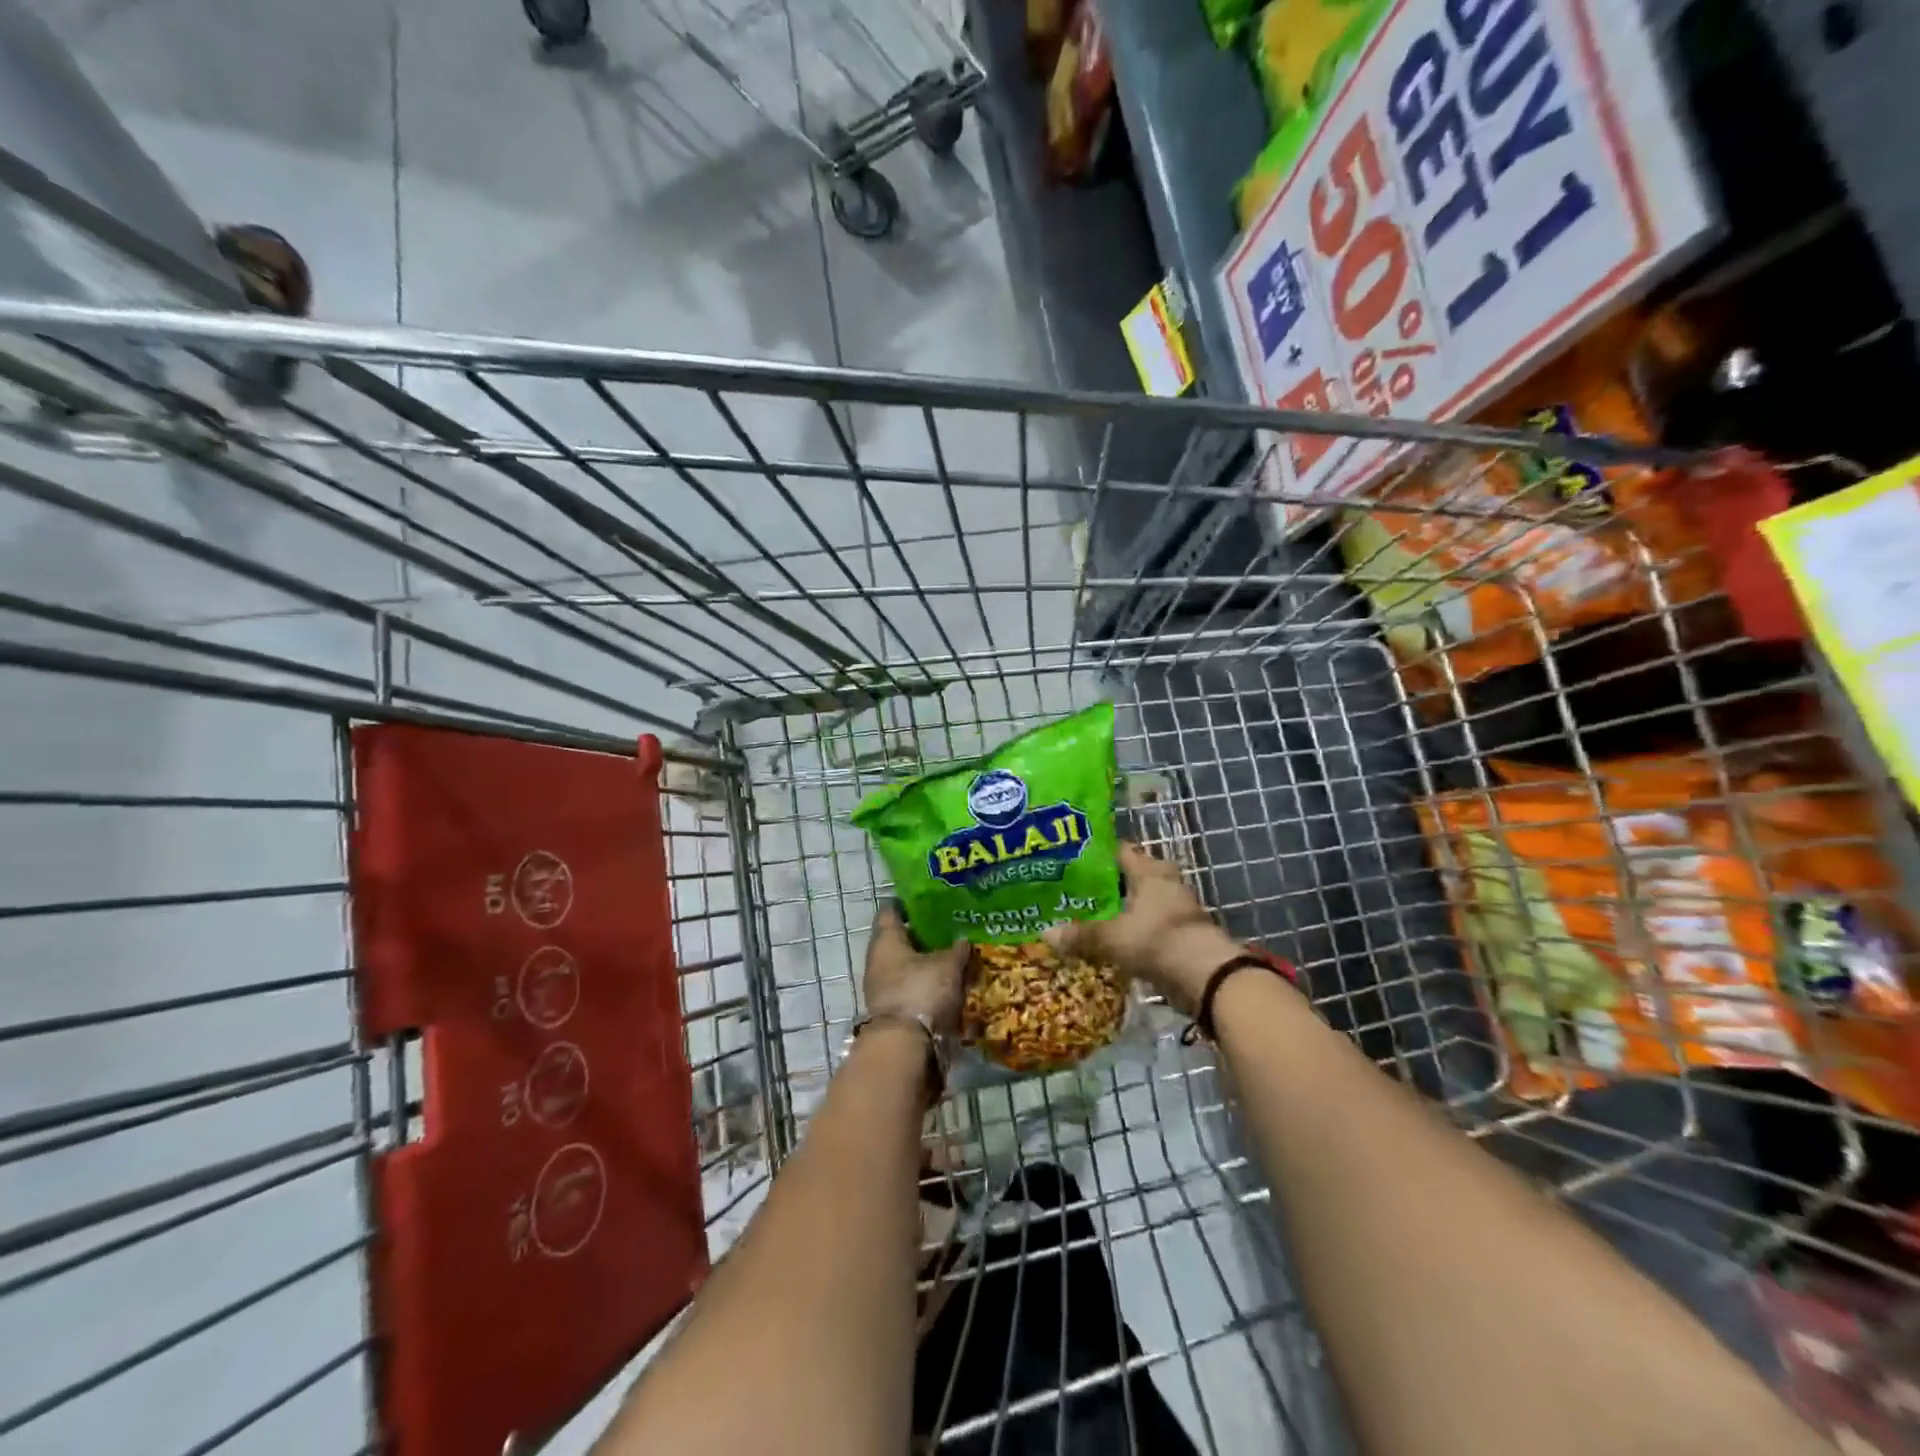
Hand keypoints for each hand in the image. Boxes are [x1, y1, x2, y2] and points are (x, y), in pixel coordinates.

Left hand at [862, 903, 970, 1035]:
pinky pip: (910, 987)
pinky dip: (926, 983)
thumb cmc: (921, 992)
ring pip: (905, 965)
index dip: (908, 903)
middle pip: (899, 939)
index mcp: (886, 940)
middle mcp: (878, 960)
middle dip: (922, 935)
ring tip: (953, 956)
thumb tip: (963, 940)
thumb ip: (957, 950)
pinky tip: (947, 983)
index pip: (891, 911)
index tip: (928, 899)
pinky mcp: (892, 1009)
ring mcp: (882, 987)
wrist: (904, 1047)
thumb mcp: (948, 966)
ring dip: (925, 961)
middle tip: (949, 928)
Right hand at [1046, 841, 1239, 1008]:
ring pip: (1142, 900)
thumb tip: (1045, 934)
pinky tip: (1113, 938)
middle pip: (1131, 875)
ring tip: (1090, 915)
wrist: (1207, 977)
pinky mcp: (1182, 932)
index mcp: (1149, 870)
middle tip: (1077, 890)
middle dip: (1107, 883)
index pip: (1119, 849)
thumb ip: (1079, 935)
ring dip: (1121, 907)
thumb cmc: (1157, 941)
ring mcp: (1177, 907)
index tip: (1070, 860)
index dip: (1095, 853)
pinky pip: (1150, 923)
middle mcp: (1165, 881)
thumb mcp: (1111, 938)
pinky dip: (1133, 928)